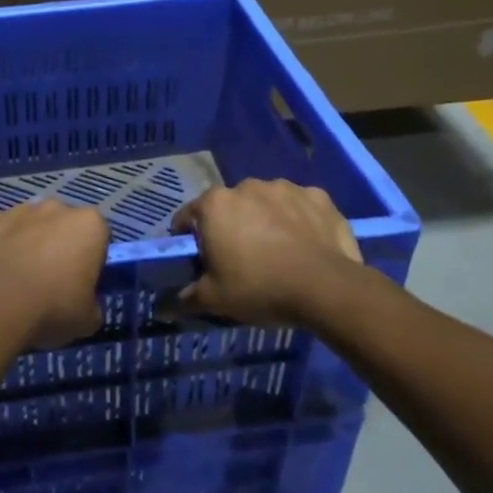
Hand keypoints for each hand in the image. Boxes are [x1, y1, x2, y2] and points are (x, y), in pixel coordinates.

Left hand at [0, 200, 108, 348]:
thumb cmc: (52, 309)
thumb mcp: (89, 319)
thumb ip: (91, 303)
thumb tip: (84, 305)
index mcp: (89, 224)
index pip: (99, 237)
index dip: (92, 260)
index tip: (82, 283)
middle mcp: (55, 208)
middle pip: (63, 225)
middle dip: (59, 245)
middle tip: (51, 281)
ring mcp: (17, 211)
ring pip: (29, 225)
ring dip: (27, 243)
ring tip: (17, 280)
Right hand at [166, 179, 363, 326]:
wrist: (326, 287)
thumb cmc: (260, 288)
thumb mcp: (215, 299)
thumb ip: (187, 297)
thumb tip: (166, 305)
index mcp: (215, 205)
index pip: (189, 216)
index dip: (190, 237)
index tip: (199, 258)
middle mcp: (246, 186)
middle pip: (229, 206)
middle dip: (231, 226)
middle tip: (241, 258)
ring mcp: (284, 188)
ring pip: (266, 202)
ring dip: (266, 218)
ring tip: (278, 250)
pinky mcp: (318, 196)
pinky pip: (300, 206)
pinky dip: (299, 219)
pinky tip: (306, 243)